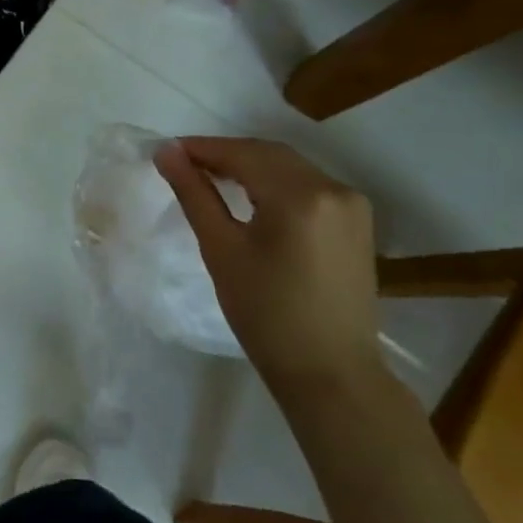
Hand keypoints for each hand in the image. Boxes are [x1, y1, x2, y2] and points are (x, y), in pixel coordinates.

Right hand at [155, 136, 381, 394]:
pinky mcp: (357, 222)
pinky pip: (308, 186)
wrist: (331, 373)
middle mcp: (333, 188)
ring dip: (250, 165)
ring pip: (289, 167)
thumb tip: (166, 152)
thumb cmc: (266, 315)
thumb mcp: (221, 249)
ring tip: (210, 177)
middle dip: (225, 154)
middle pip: (269, 154)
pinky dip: (275, 182)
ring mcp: (352, 205)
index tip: (166, 152)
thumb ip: (194, 194)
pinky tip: (251, 195)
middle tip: (183, 163)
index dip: (202, 148)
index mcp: (301, 195)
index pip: (243, 153)